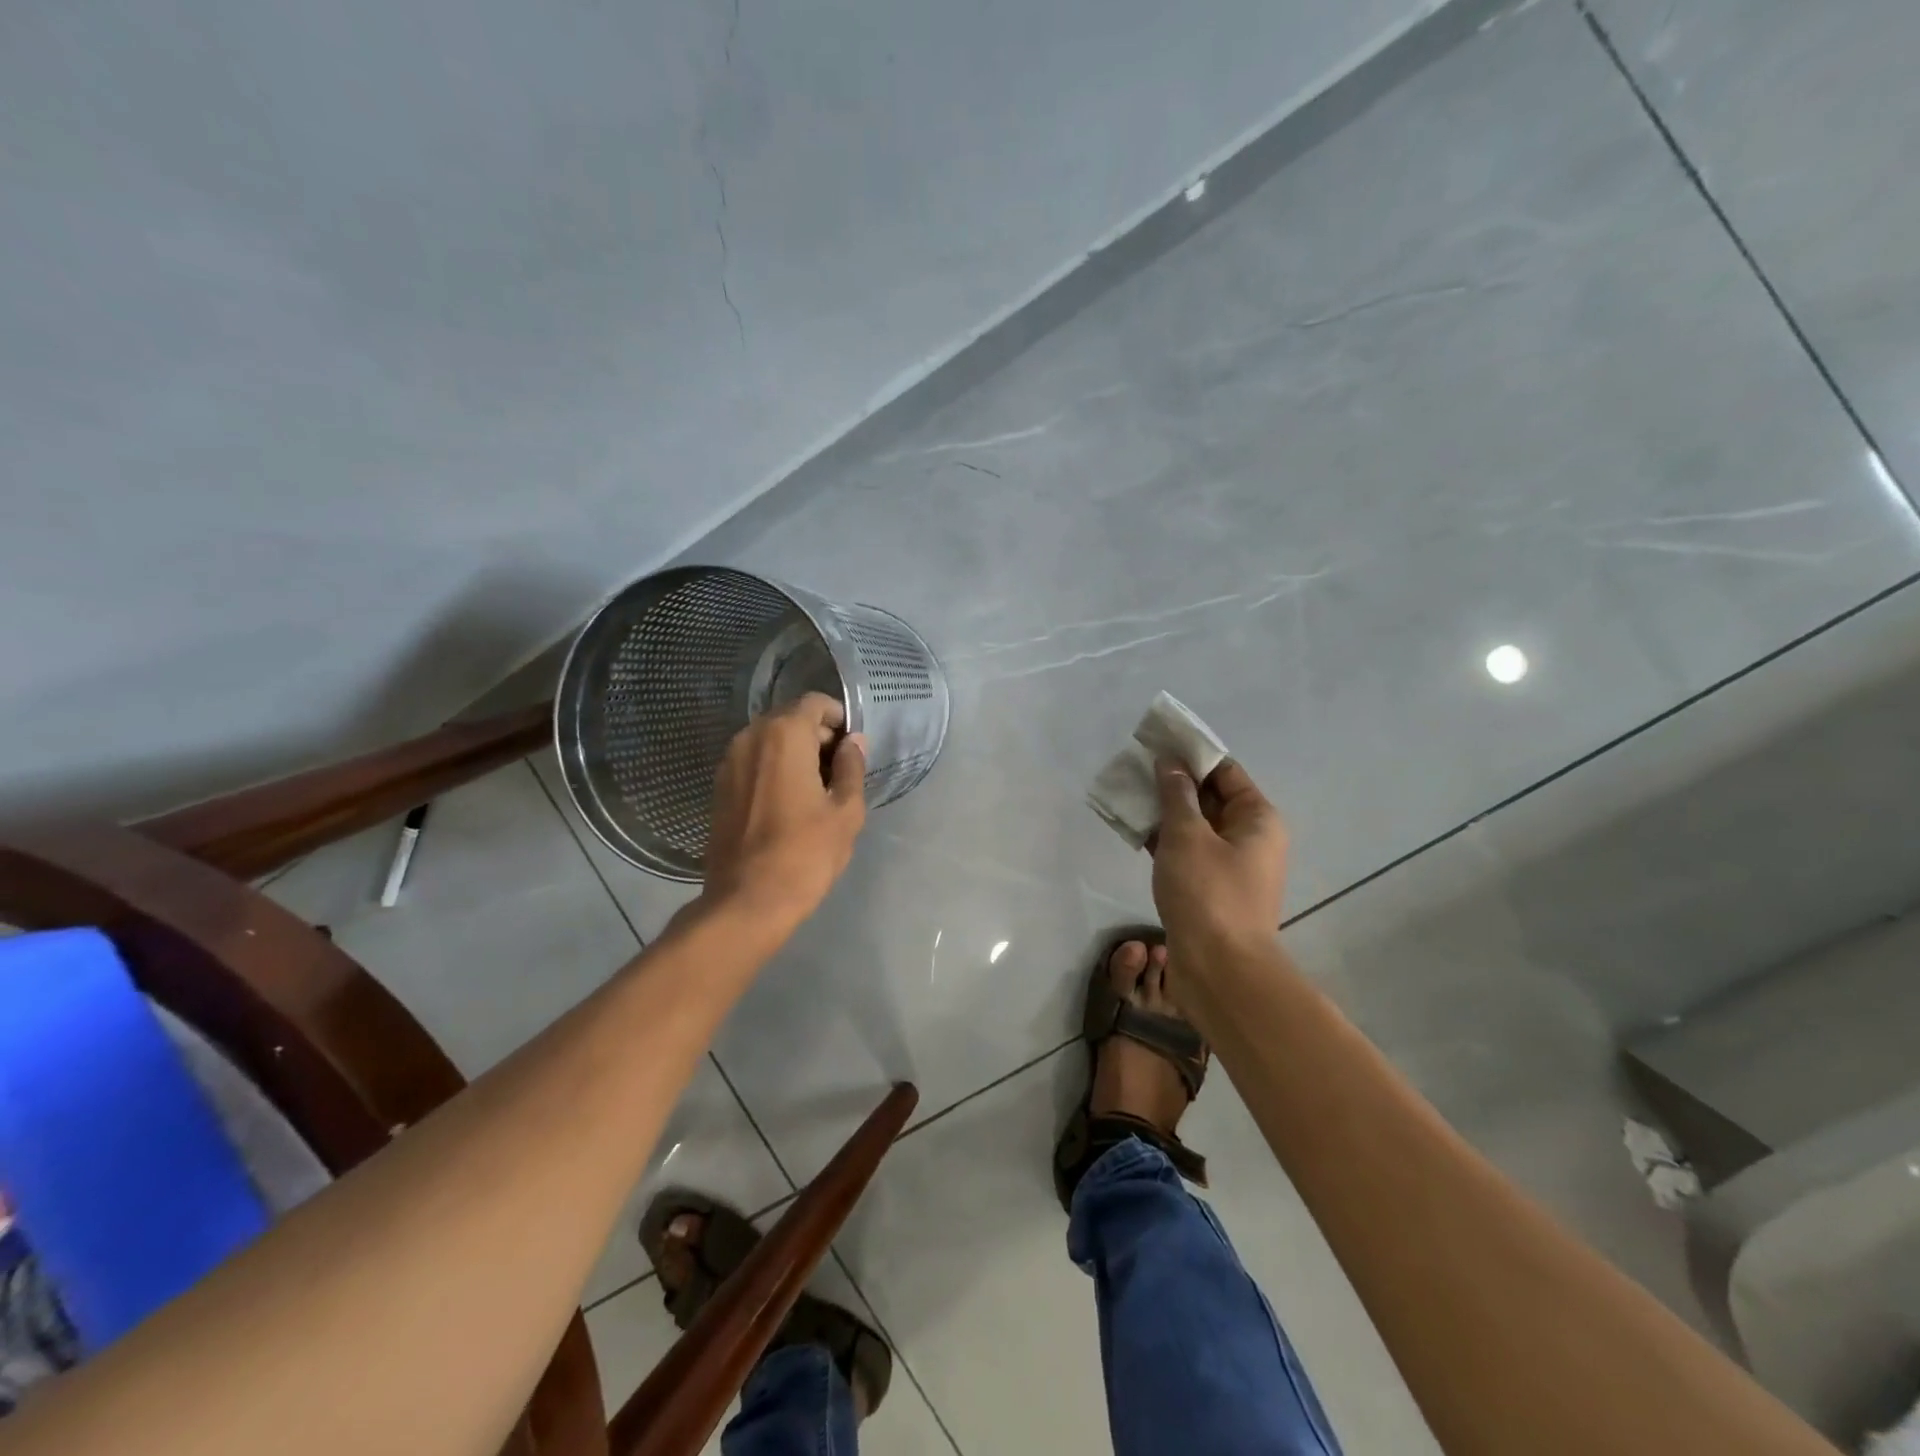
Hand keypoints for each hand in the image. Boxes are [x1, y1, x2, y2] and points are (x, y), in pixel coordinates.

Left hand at [701, 692, 867, 929]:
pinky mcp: (719, 786)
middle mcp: (751, 737)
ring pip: (769, 740)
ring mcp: (729, 761)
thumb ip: (851, 767)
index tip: (852, 747)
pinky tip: (788, 802)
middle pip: (790, 718)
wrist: (747, 901)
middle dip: (817, 735)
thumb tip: (853, 743)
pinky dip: (773, 768)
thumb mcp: (845, 811)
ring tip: (815, 789)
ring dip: (794, 752)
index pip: (815, 703)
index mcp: (784, 735)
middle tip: (838, 771)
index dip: (839, 719)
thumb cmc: (805, 853)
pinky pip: (753, 762)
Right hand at [1150, 758, 1288, 953]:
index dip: (1191, 754)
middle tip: (1135, 766)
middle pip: (1210, 796)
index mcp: (1257, 818)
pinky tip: (1133, 828)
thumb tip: (1169, 762)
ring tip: (1127, 793)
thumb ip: (1176, 794)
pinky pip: (1186, 850)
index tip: (1157, 742)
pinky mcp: (1210, 887)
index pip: (1225, 771)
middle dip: (1174, 781)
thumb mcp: (1187, 836)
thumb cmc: (1208, 893)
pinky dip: (1163, 838)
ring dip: (1165, 810)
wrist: (1220, 970)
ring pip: (1195, 825)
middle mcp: (1249, 837)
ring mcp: (1230, 864)